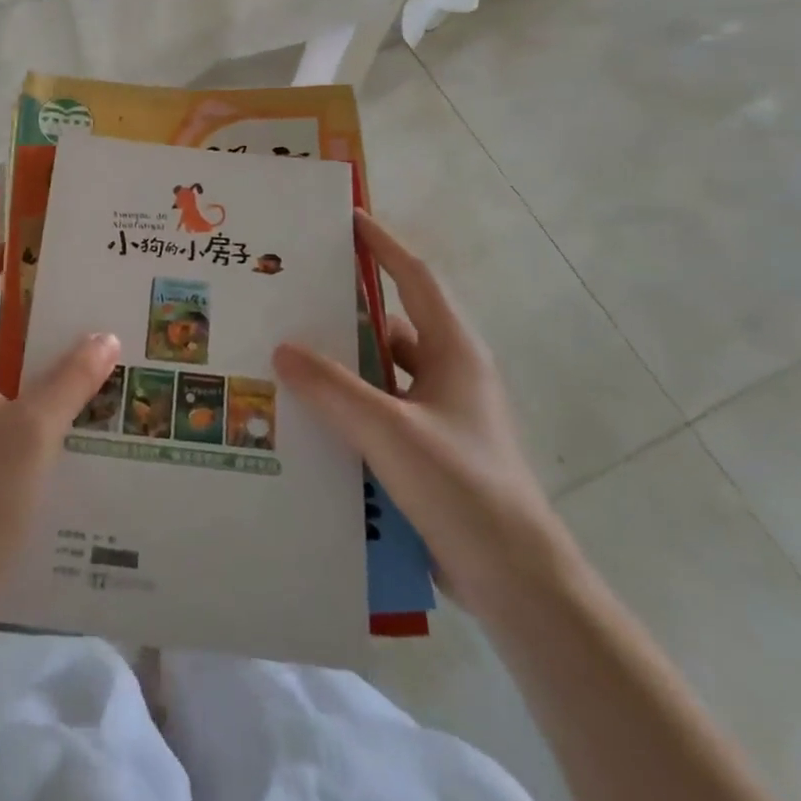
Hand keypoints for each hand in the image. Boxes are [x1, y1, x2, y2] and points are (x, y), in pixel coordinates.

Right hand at [273, 210, 574, 625]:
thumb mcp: (390, 431)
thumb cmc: (463, 488)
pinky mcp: (429, 451)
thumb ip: (334, 388)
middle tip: (295, 293)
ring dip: (343, 363)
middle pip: (392, 323)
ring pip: (383, 371)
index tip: (348, 219)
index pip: (416, 278)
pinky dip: (348, 405)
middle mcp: (449, 374)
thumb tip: (283, 348)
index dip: (384, 244)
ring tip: (287, 353)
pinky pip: (380, 410)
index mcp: (454, 352)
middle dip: (346, 307)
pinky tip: (308, 415)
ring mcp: (440, 415)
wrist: (517, 581)